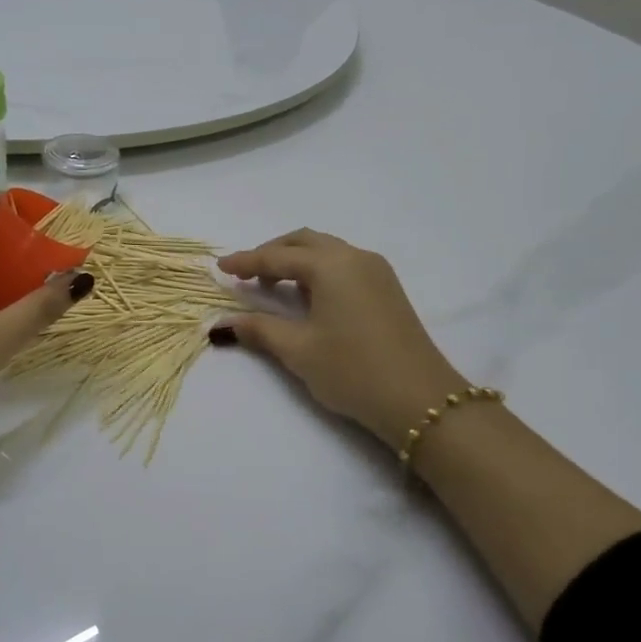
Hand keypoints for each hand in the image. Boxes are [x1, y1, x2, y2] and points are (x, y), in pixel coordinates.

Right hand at [218, 229, 462, 449]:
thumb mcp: (299, 350)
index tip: (220, 267)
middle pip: (304, 242)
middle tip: (246, 274)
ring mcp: (377, 271)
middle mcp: (355, 257)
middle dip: (272, 253)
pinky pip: (344, 264)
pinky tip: (307, 296)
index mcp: (331, 265)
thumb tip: (223, 324)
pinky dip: (318, 270)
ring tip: (273, 286)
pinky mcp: (388, 288)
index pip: (278, 257)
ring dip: (296, 261)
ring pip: (327, 251)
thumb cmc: (353, 371)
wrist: (420, 399)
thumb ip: (259, 329)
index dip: (246, 262)